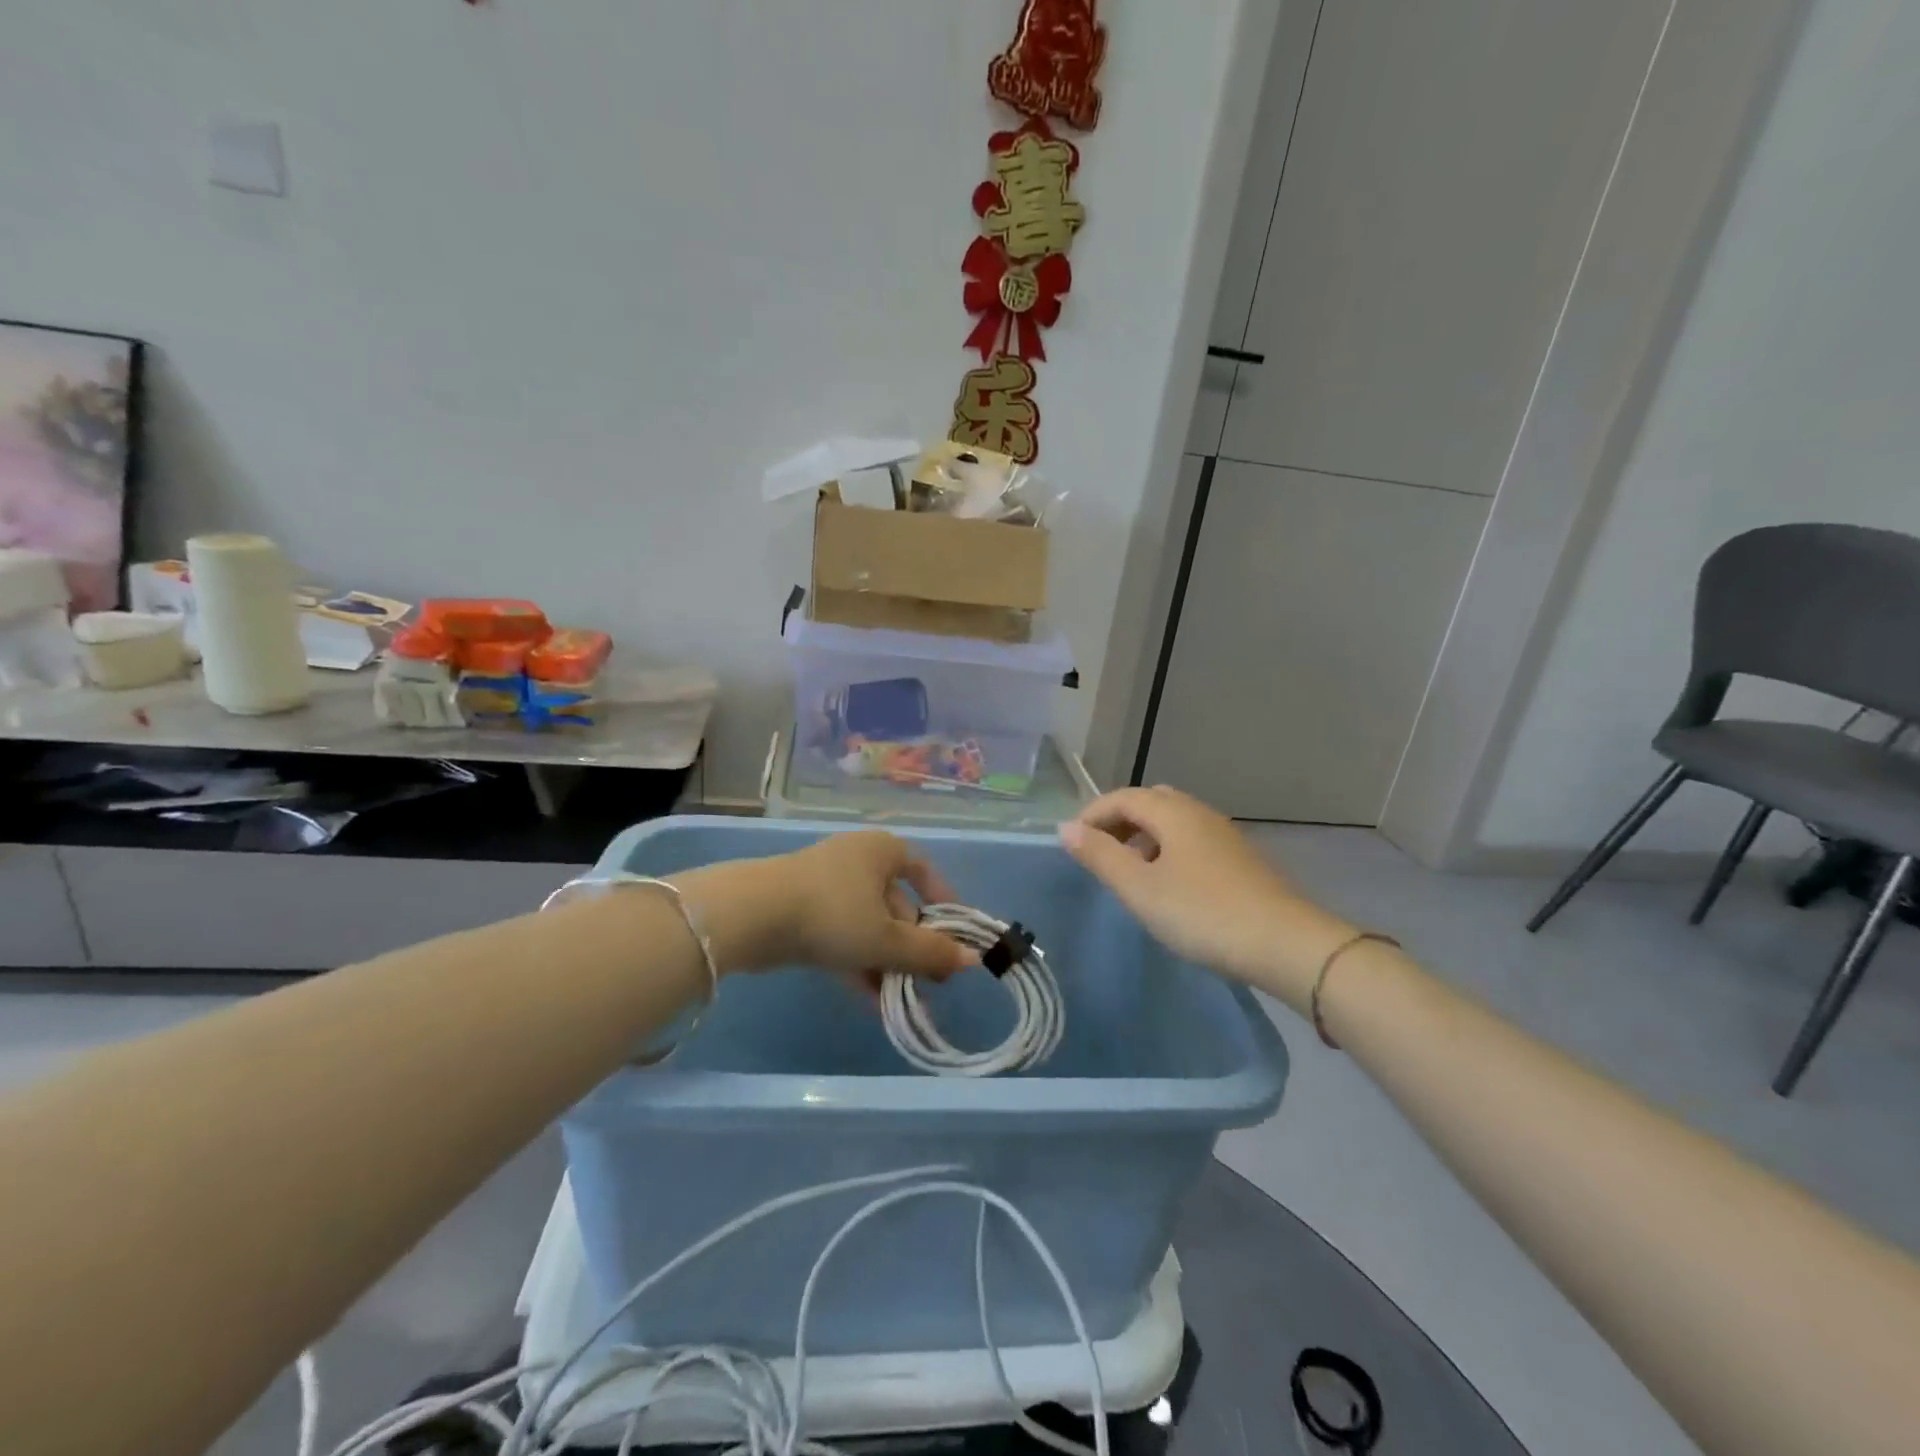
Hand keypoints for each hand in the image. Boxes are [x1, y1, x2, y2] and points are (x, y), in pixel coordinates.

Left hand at [677, 832, 975, 991]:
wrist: (752, 915)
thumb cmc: (833, 914)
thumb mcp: (887, 939)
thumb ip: (930, 952)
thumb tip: (972, 960)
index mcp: (882, 851)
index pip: (922, 870)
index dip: (942, 902)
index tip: (954, 936)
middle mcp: (858, 860)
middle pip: (896, 904)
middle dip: (913, 947)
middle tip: (928, 984)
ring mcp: (827, 885)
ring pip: (869, 925)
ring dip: (887, 963)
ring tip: (903, 1002)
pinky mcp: (802, 910)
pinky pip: (842, 936)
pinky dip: (858, 964)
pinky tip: (871, 1002)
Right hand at [1059, 786, 1354, 1009]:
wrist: (1286, 944)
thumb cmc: (1203, 913)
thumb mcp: (1140, 888)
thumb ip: (1101, 856)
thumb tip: (1066, 828)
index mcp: (1173, 812)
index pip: (1122, 797)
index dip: (1092, 815)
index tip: (1072, 845)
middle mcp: (1199, 813)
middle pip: (1149, 803)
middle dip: (1118, 822)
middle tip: (1099, 854)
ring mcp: (1224, 835)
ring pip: (1172, 822)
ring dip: (1143, 837)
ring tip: (1129, 872)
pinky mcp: (1240, 859)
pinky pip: (1191, 841)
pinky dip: (1167, 851)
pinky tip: (1168, 886)